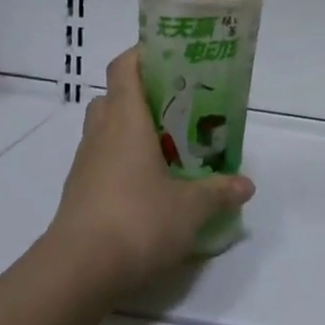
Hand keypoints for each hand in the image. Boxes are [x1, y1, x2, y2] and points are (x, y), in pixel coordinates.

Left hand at [44, 47, 254, 296]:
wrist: (79, 270)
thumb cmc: (138, 220)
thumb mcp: (190, 208)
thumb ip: (218, 192)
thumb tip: (246, 184)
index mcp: (126, 121)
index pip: (124, 67)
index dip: (143, 54)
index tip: (170, 57)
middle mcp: (100, 134)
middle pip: (113, 97)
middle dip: (141, 97)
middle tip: (176, 110)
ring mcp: (84, 164)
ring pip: (105, 131)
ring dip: (130, 132)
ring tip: (167, 150)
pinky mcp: (78, 193)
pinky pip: (101, 162)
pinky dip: (122, 164)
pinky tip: (148, 188)